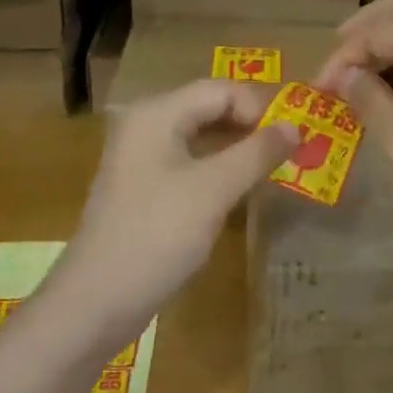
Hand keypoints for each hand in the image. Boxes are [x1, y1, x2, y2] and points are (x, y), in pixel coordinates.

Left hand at [55, 80, 297, 329]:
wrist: (96, 302)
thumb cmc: (158, 235)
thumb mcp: (216, 190)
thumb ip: (258, 152)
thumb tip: (296, 126)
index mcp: (157, 113)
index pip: (221, 89)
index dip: (260, 108)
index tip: (291, 140)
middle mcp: (145, 124)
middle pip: (210, 108)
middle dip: (251, 126)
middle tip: (289, 154)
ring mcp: (140, 157)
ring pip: (201, 136)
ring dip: (237, 149)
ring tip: (271, 170)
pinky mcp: (142, 187)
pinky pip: (189, 162)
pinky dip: (218, 169)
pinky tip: (239, 191)